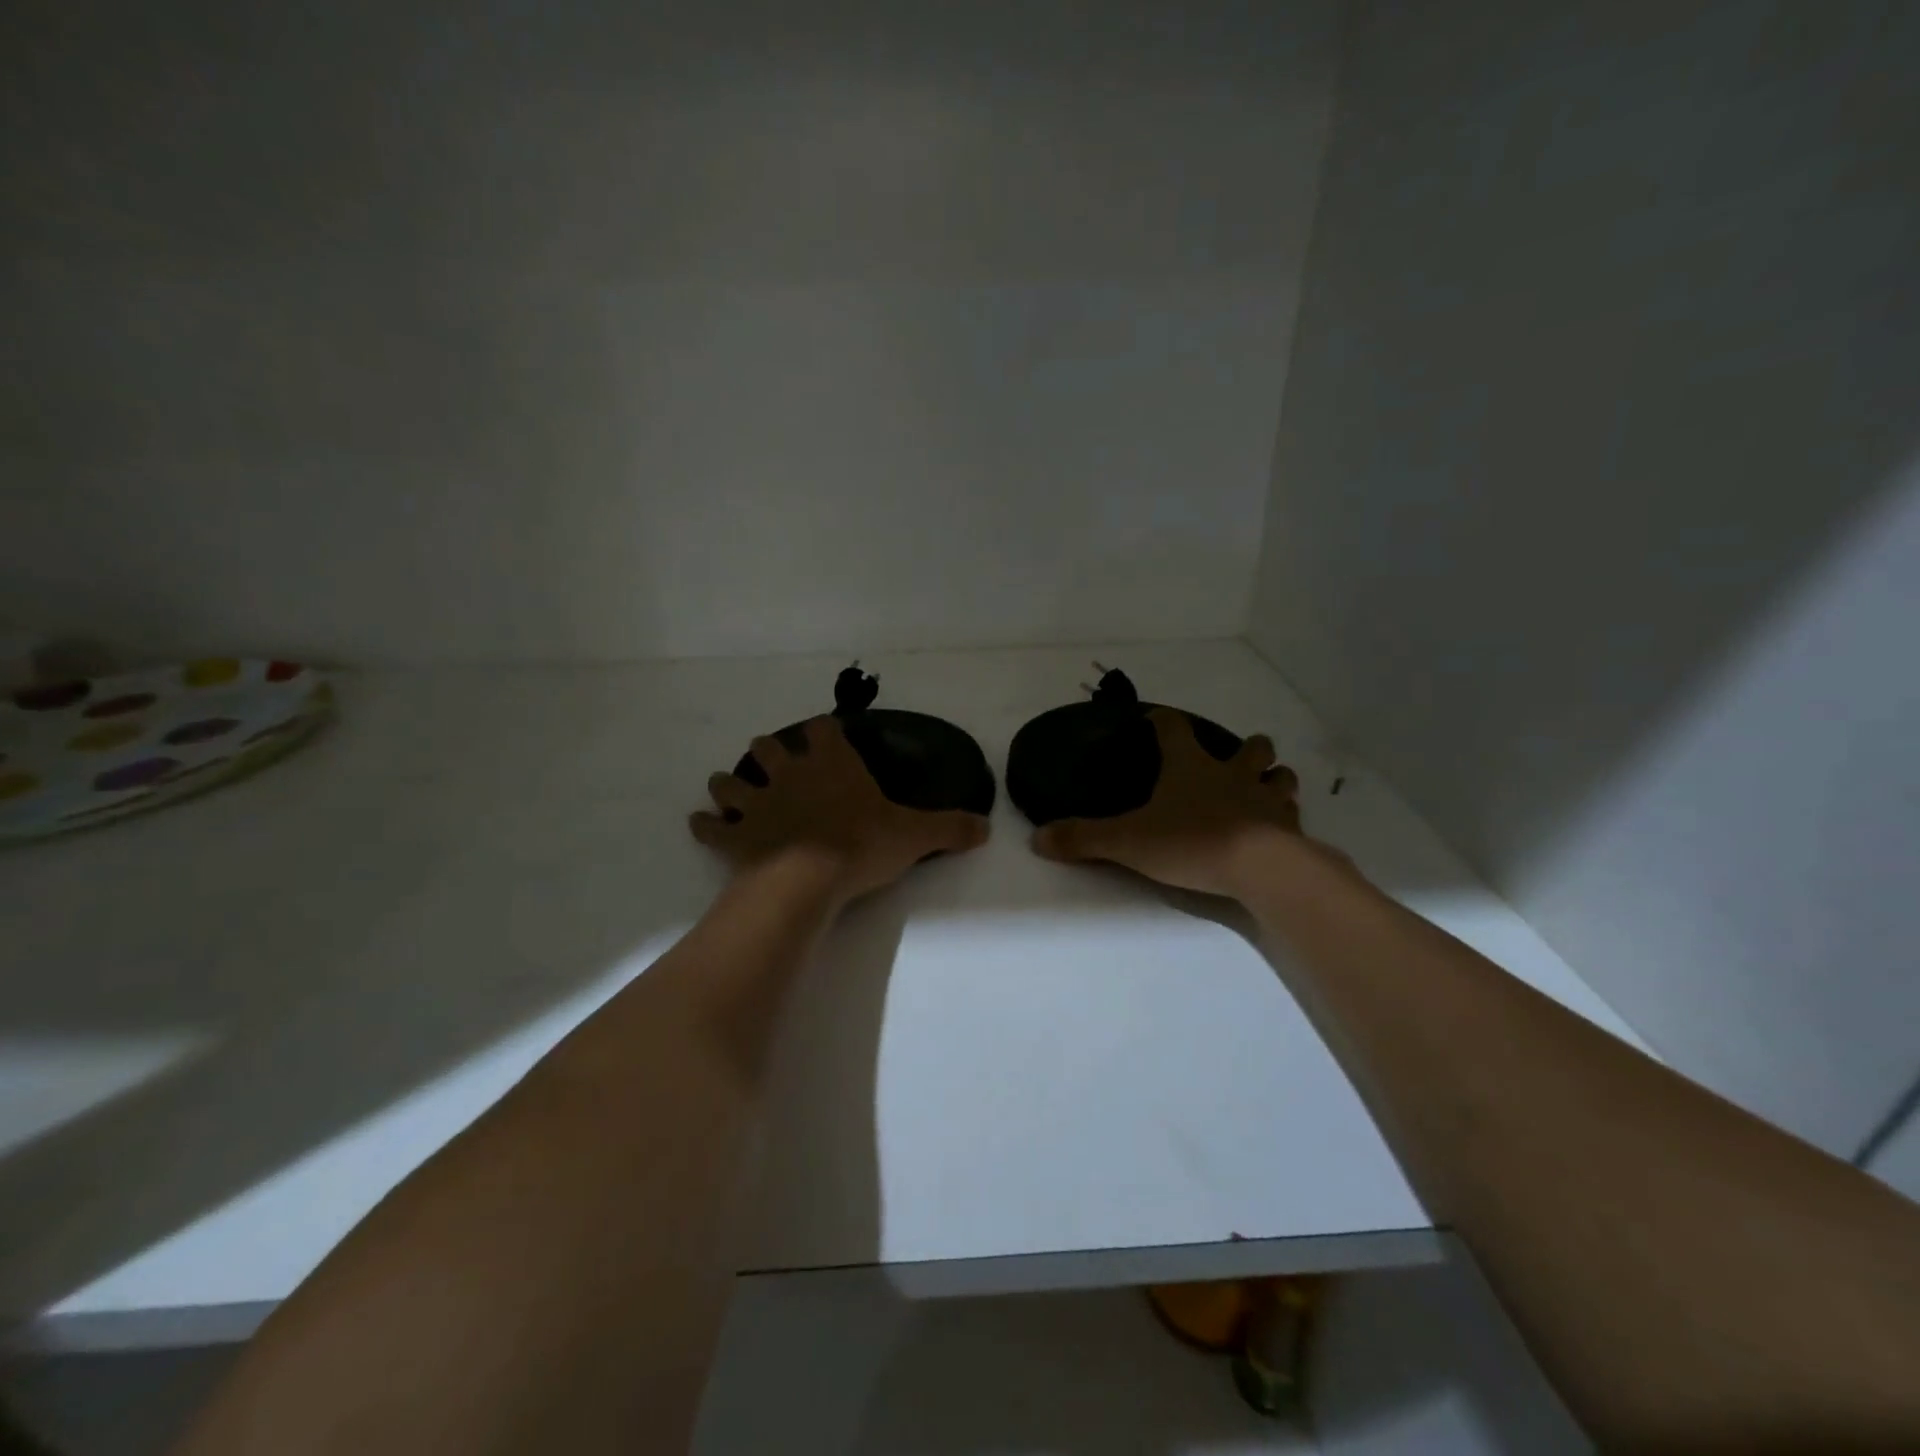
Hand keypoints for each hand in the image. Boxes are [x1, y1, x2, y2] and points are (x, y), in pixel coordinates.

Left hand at [691, 716, 989, 903]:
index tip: (825, 734)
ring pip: (731, 781)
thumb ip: (950, 828)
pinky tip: (702, 825)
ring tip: (733, 792)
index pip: (823, 729)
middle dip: (770, 752)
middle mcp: (789, 774)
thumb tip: (987, 827)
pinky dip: (704, 826)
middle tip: (778, 765)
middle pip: (768, 747)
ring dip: (730, 784)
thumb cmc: (861, 846)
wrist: (809, 879)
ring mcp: (756, 803)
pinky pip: (710, 827)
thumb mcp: (914, 836)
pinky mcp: (734, 836)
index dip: (823, 730)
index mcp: (831, 765)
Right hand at [1031, 706, 1306, 898]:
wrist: (1261, 869)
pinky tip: (1279, 829)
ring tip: (1264, 789)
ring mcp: (1267, 800)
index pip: (1175, 729)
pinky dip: (1287, 818)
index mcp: (1191, 767)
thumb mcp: (1128, 841)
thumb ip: (1084, 839)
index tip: (1157, 720)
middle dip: (1247, 747)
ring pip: (1280, 777)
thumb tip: (1037, 838)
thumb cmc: (1191, 842)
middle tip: (1235, 758)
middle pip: (1250, 747)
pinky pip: (1293, 816)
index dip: (1164, 722)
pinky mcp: (1290, 829)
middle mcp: (1232, 775)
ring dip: (1274, 778)